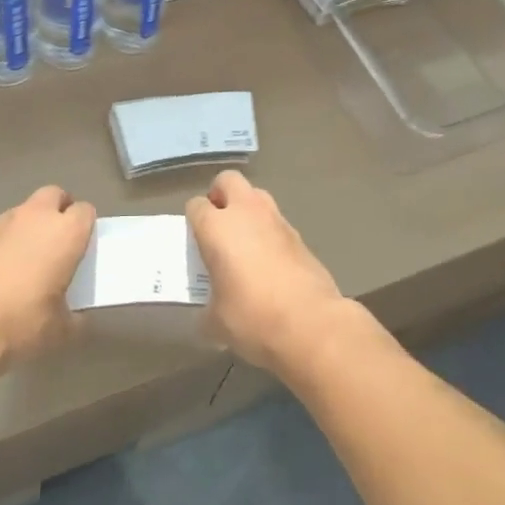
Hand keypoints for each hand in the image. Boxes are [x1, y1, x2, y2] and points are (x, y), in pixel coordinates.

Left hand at [0, 185, 95, 367]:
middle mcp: (38, 216)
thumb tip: (77, 318)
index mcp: (66, 232)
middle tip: (57, 241)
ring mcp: (4, 222)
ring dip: (30, 225)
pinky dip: (5, 241)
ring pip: (25, 210)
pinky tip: (0, 270)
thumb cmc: (22, 321)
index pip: (85, 211)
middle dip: (58, 210)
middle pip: (54, 195)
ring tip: (26, 257)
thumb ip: (74, 318)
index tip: (82, 247)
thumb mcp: (59, 330)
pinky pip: (0, 230)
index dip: (85, 226)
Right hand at [186, 171, 348, 372]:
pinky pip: (276, 221)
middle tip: (218, 224)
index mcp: (217, 227)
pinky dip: (268, 231)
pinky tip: (269, 260)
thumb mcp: (217, 322)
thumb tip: (208, 314)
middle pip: (228, 180)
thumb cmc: (253, 318)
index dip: (193, 220)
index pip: (196, 205)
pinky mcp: (299, 234)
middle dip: (220, 195)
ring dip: (247, 209)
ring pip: (256, 195)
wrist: (311, 324)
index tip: (195, 241)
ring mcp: (276, 220)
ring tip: (244, 241)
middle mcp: (245, 212)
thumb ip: (207, 310)